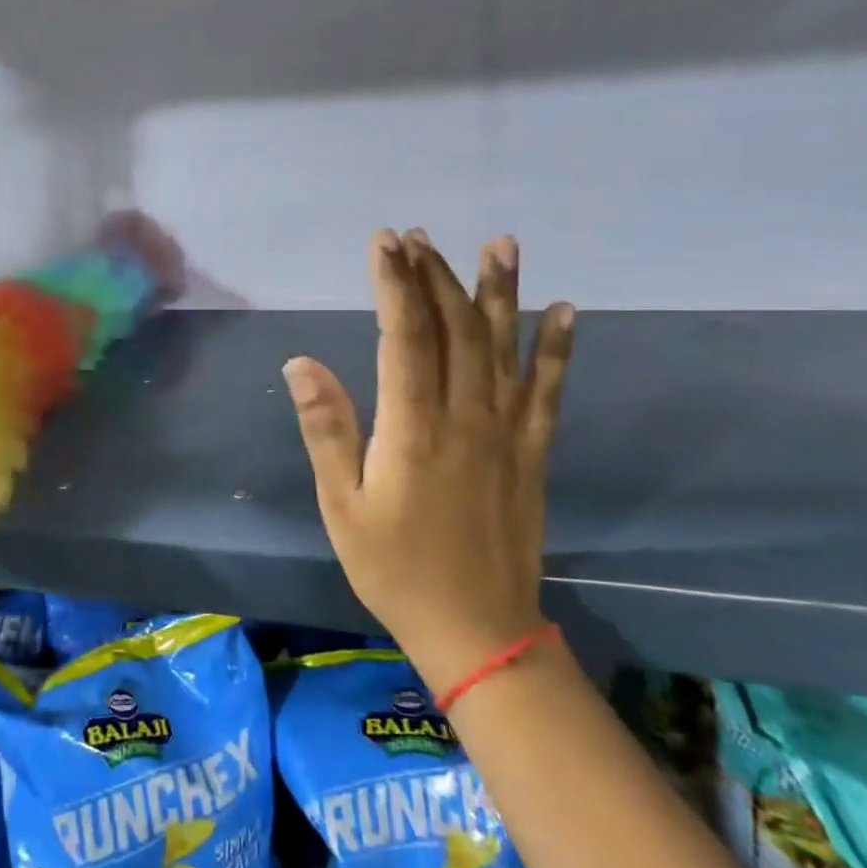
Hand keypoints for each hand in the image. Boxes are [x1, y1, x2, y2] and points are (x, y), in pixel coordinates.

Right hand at [283, 230, 573, 690]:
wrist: (477, 630)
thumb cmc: (394, 568)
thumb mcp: (342, 506)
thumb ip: (327, 429)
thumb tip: (301, 362)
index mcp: (413, 428)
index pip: (404, 336)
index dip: (395, 284)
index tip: (384, 242)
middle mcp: (465, 417)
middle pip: (455, 329)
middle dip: (434, 276)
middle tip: (418, 237)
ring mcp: (506, 433)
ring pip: (504, 347)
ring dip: (500, 292)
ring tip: (500, 244)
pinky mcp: (531, 452)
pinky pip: (548, 391)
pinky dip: (558, 350)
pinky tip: (565, 311)